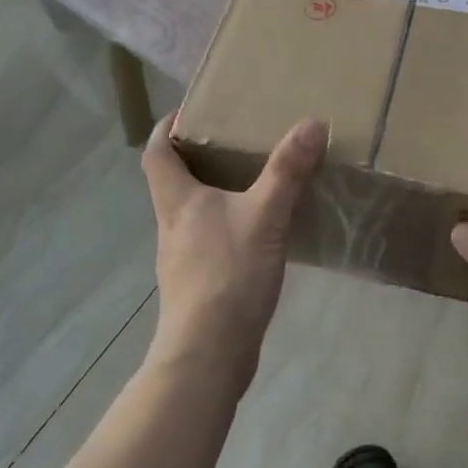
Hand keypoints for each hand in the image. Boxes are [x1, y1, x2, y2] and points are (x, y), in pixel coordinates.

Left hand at [141, 113, 326, 385]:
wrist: (207, 356)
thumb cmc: (227, 276)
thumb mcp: (264, 216)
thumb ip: (287, 171)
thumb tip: (311, 123)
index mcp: (176, 199)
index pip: (156, 150)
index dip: (168, 127)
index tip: (192, 112)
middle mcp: (172, 223)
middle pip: (173, 178)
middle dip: (198, 155)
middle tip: (235, 139)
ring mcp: (182, 256)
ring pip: (192, 210)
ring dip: (215, 191)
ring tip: (252, 179)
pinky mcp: (197, 283)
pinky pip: (209, 239)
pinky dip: (227, 225)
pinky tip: (258, 231)